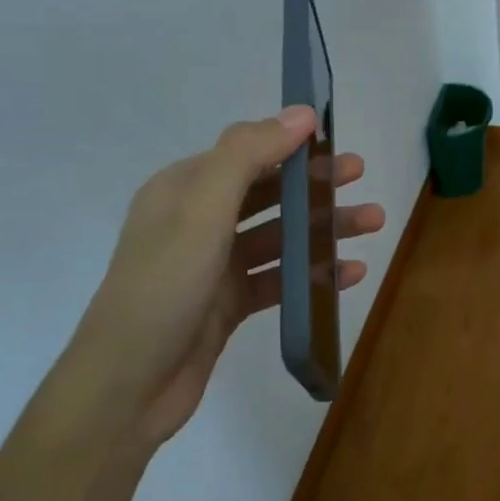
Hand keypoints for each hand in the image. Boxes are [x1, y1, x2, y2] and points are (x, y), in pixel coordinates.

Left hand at [66, 105, 383, 451]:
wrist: (126, 387)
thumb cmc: (164, 285)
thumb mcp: (202, 209)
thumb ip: (249, 154)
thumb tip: (302, 113)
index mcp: (184, 188)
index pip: (245, 151)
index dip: (290, 143)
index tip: (335, 140)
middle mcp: (198, 221)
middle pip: (267, 191)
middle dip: (314, 183)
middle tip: (359, 176)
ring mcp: (213, 265)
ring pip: (279, 236)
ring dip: (322, 228)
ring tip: (372, 223)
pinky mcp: (227, 305)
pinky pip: (278, 279)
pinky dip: (312, 274)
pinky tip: (350, 273)